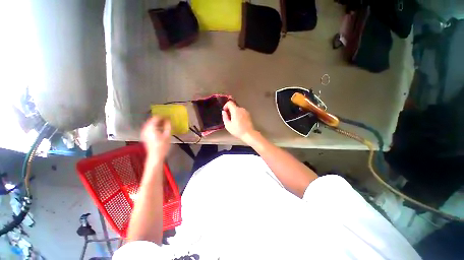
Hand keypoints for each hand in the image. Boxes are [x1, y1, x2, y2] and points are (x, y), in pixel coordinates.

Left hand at [141, 116, 170, 161]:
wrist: (155, 156)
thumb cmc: (162, 146)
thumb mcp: (167, 135)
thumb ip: (167, 126)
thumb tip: (168, 120)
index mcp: (151, 127)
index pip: (156, 118)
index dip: (163, 116)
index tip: (168, 116)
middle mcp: (145, 128)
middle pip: (152, 120)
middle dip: (160, 119)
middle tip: (167, 120)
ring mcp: (144, 132)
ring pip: (150, 123)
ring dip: (157, 122)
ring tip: (164, 124)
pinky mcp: (144, 135)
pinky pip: (149, 127)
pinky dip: (154, 126)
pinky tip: (160, 129)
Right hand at [222, 101, 256, 140]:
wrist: (249, 134)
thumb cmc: (238, 130)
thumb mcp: (228, 125)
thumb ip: (224, 117)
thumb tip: (224, 112)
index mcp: (236, 110)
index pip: (229, 103)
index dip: (225, 106)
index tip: (225, 111)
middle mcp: (241, 109)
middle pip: (234, 106)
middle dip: (230, 111)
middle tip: (228, 118)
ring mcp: (246, 112)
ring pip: (238, 110)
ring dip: (235, 113)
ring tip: (234, 121)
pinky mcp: (249, 115)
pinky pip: (242, 113)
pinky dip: (239, 115)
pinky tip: (239, 122)